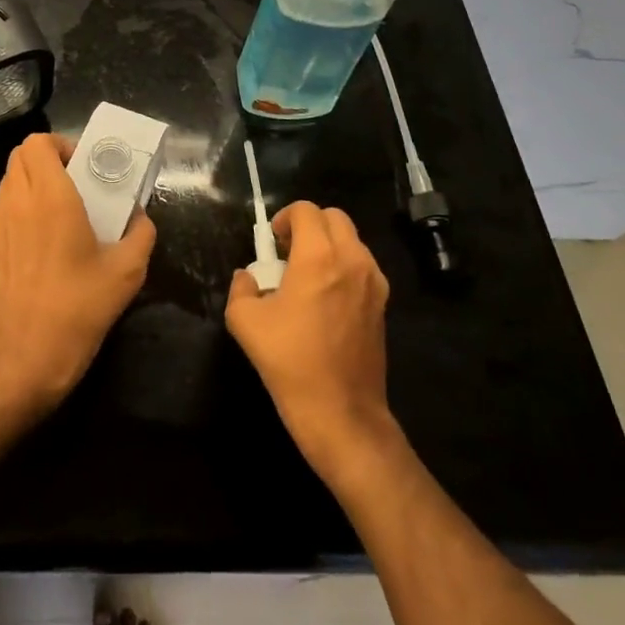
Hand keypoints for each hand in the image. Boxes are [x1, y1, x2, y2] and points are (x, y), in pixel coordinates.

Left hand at [0, 132, 155, 418]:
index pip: (37, 142)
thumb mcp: (126, 273)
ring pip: (10, 179)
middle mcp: (18, 202)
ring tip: (65, 206)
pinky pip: (5, 205)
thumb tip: (141, 218)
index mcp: (49, 197)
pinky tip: (49, 236)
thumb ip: (141, 235)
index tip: (85, 166)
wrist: (24, 361)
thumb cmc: (77, 310)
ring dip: (34, 179)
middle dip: (48, 157)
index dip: (61, 144)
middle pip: (20, 154)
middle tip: (77, 180)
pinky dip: (23, 203)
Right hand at [225, 202, 399, 488]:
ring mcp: (373, 282)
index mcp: (318, 257)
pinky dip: (344, 266)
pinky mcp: (383, 304)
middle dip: (309, 225)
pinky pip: (362, 266)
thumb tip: (249, 278)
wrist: (341, 414)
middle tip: (288, 253)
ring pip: (351, 240)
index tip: (272, 244)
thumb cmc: (290, 362)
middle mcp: (352, 260)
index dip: (284, 219)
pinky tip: (326, 299)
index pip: (306, 210)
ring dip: (328, 244)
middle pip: (334, 217)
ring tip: (306, 276)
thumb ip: (242, 287)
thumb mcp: (244, 321)